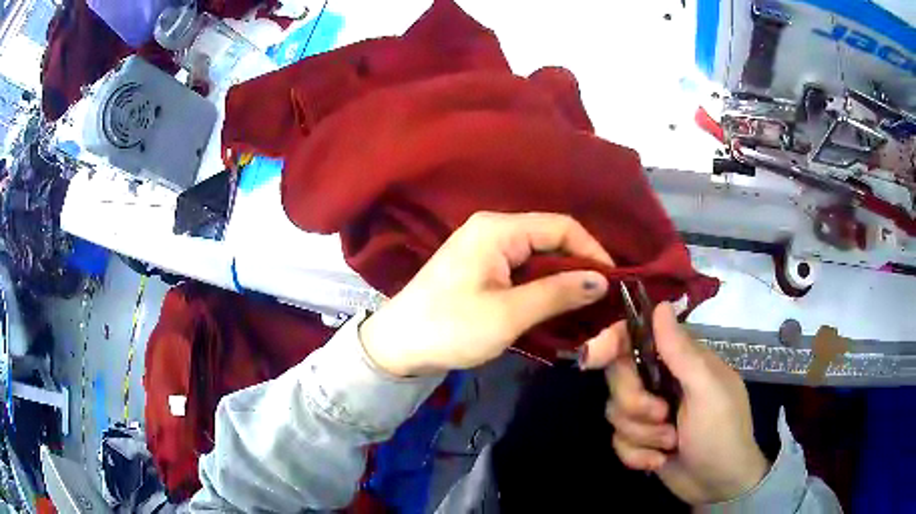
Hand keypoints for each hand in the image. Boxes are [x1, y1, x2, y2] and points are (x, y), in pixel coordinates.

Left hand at [359, 212, 613, 376]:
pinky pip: (524, 270)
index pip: (561, 226)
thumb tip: (602, 280)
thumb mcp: (508, 314)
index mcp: (498, 229)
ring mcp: (486, 249)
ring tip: (586, 306)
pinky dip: (544, 287)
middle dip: (579, 267)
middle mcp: (493, 230)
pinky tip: (557, 306)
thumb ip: (557, 293)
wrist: (398, 346)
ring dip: (563, 279)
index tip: (613, 282)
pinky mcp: (482, 269)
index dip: (592, 251)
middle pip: (551, 239)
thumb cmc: (449, 328)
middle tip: (603, 300)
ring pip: (539, 257)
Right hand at [583, 303, 768, 504]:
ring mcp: (650, 413)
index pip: (637, 338)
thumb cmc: (723, 432)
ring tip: (670, 444)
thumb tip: (660, 305)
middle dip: (635, 404)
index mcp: (680, 361)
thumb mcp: (707, 391)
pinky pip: (617, 441)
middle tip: (662, 416)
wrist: (719, 484)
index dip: (611, 342)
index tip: (591, 358)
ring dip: (642, 435)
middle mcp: (661, 382)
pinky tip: (659, 461)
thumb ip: (681, 352)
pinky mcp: (642, 440)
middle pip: (619, 379)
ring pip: (616, 413)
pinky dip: (637, 455)